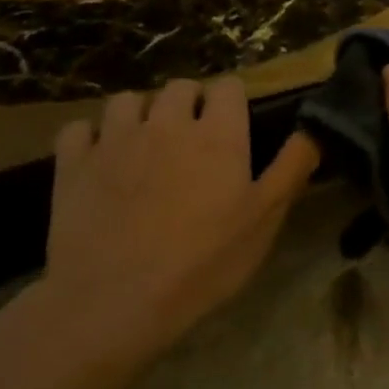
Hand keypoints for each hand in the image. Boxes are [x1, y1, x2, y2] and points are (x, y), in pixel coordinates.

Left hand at [39, 77, 320, 355]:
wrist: (114, 302)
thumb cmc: (204, 261)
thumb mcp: (266, 218)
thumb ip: (294, 165)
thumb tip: (317, 125)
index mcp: (218, 133)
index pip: (229, 85)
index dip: (233, 102)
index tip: (235, 128)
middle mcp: (167, 122)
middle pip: (180, 86)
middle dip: (190, 103)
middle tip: (195, 141)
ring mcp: (115, 140)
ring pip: (128, 100)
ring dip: (142, 114)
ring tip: (147, 145)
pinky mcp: (72, 165)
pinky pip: (79, 129)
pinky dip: (91, 137)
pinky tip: (101, 160)